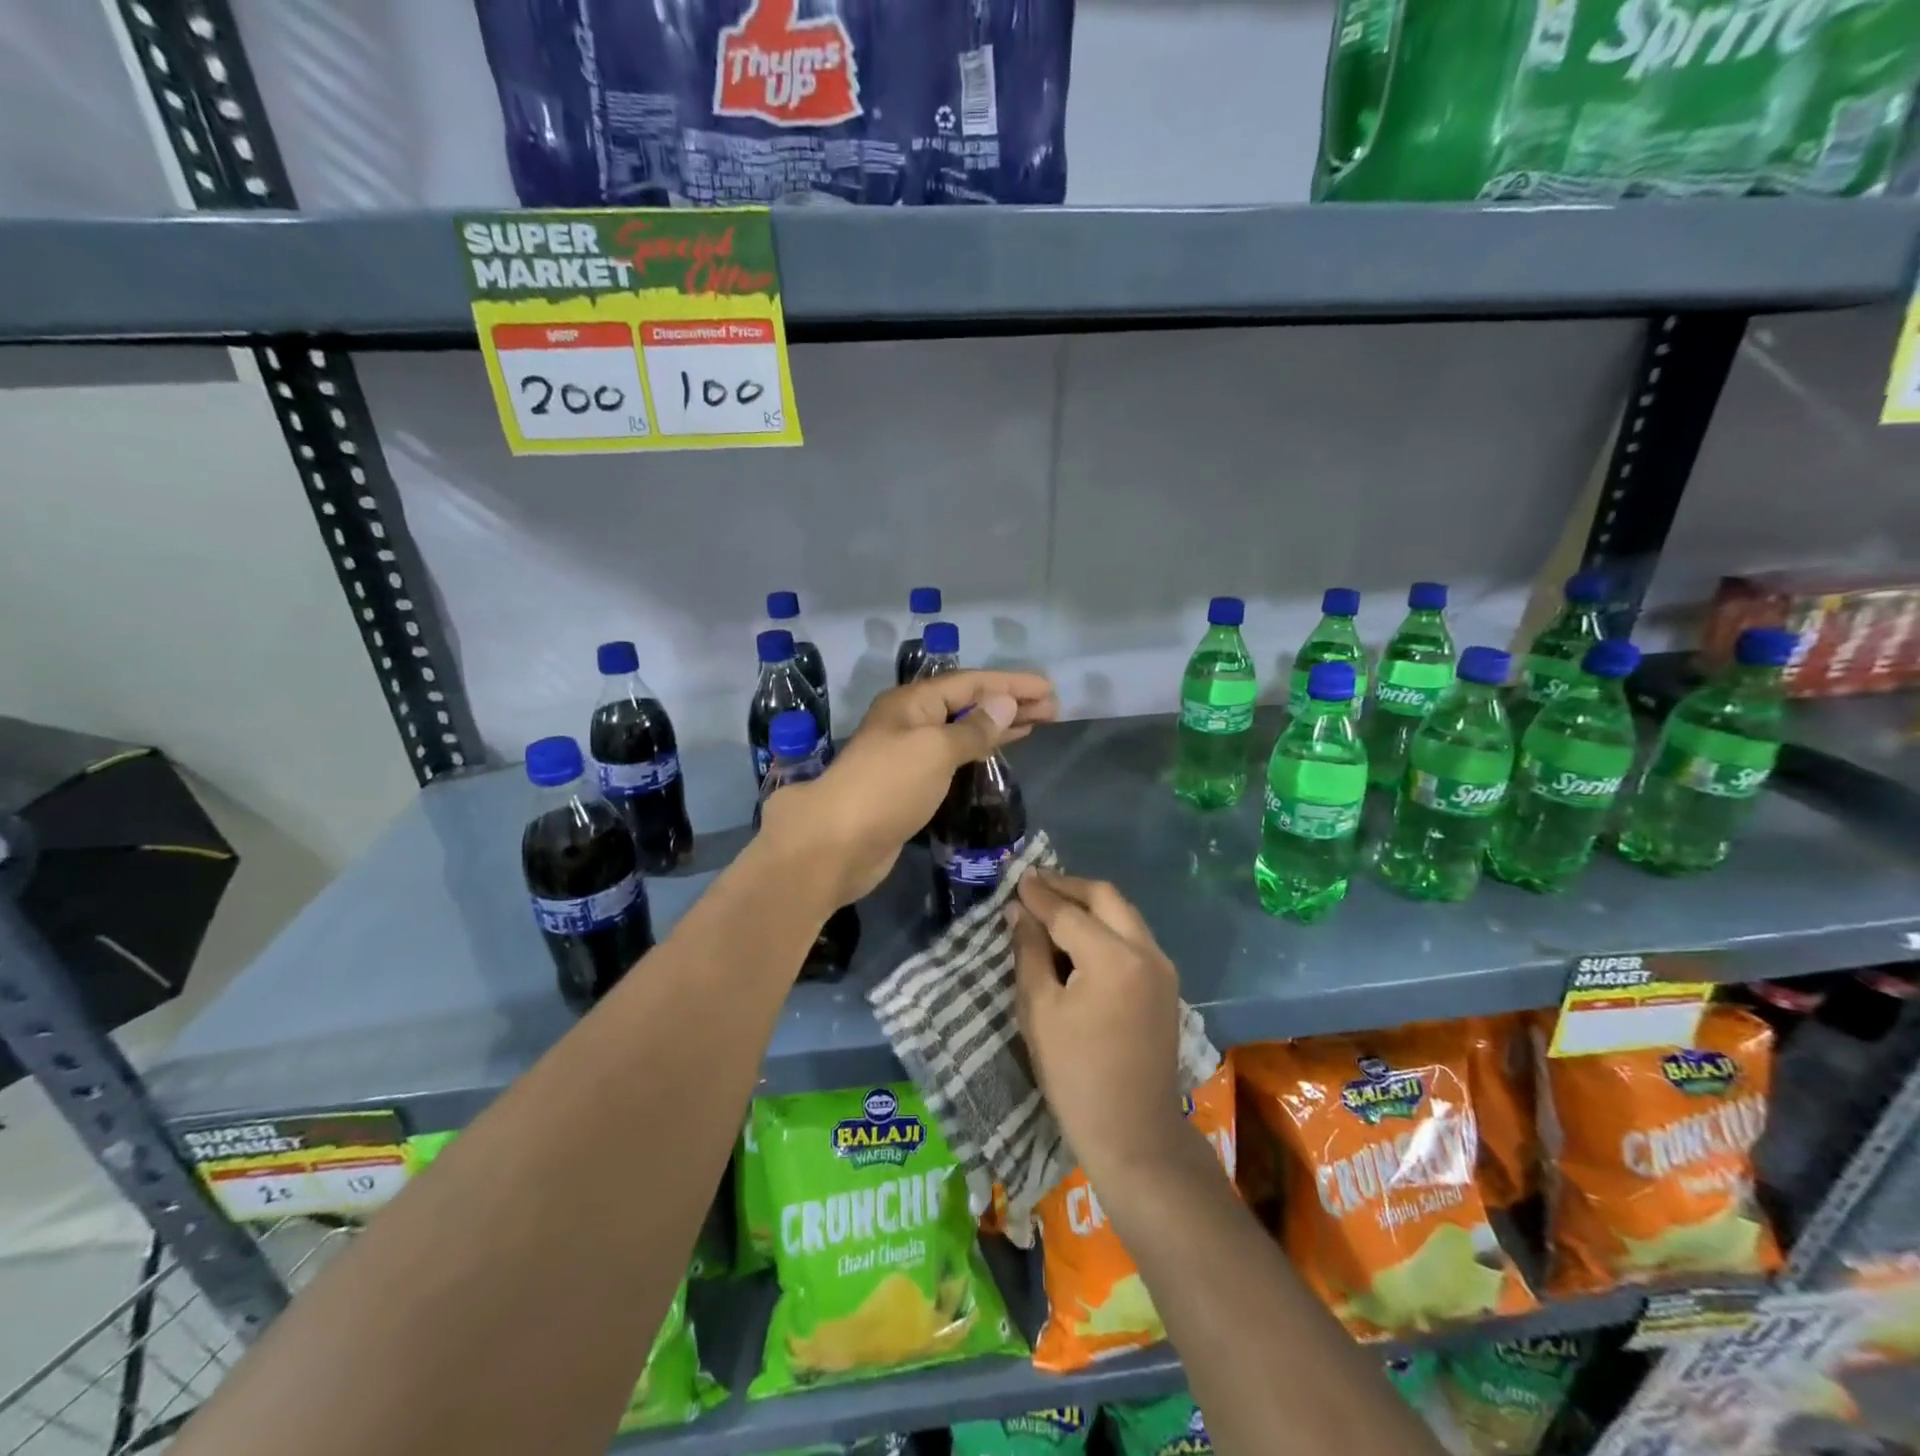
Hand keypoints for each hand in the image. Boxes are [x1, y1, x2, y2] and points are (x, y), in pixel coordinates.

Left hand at [758, 669, 1056, 906]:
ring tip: (1035, 724)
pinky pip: (952, 757)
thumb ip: (973, 729)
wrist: (836, 845)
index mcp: (912, 703)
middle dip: (1008, 704)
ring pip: (960, 730)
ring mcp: (908, 754)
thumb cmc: (887, 787)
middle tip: (1052, 709)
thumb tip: (1004, 705)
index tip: (1048, 690)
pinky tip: (996, 752)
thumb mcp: (935, 750)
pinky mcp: (909, 785)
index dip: (1010, 684)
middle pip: (967, 704)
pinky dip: (978, 751)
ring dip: (996, 726)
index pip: (970, 683)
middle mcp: (909, 722)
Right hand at [1009, 873, 1188, 1181]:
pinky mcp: (1166, 984)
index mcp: (1113, 957)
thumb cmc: (1075, 1075)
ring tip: (1053, 906)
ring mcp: (1162, 967)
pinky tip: (1080, 937)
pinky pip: (1134, 936)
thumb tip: (1019, 912)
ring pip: (1124, 914)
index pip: (1068, 912)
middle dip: (1069, 887)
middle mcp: (1145, 951)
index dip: (1039, 895)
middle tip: (1035, 885)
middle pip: (1106, 898)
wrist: (1134, 1133)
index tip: (1016, 879)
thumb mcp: (1039, 1010)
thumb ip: (1029, 952)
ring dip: (1090, 904)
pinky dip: (1106, 925)